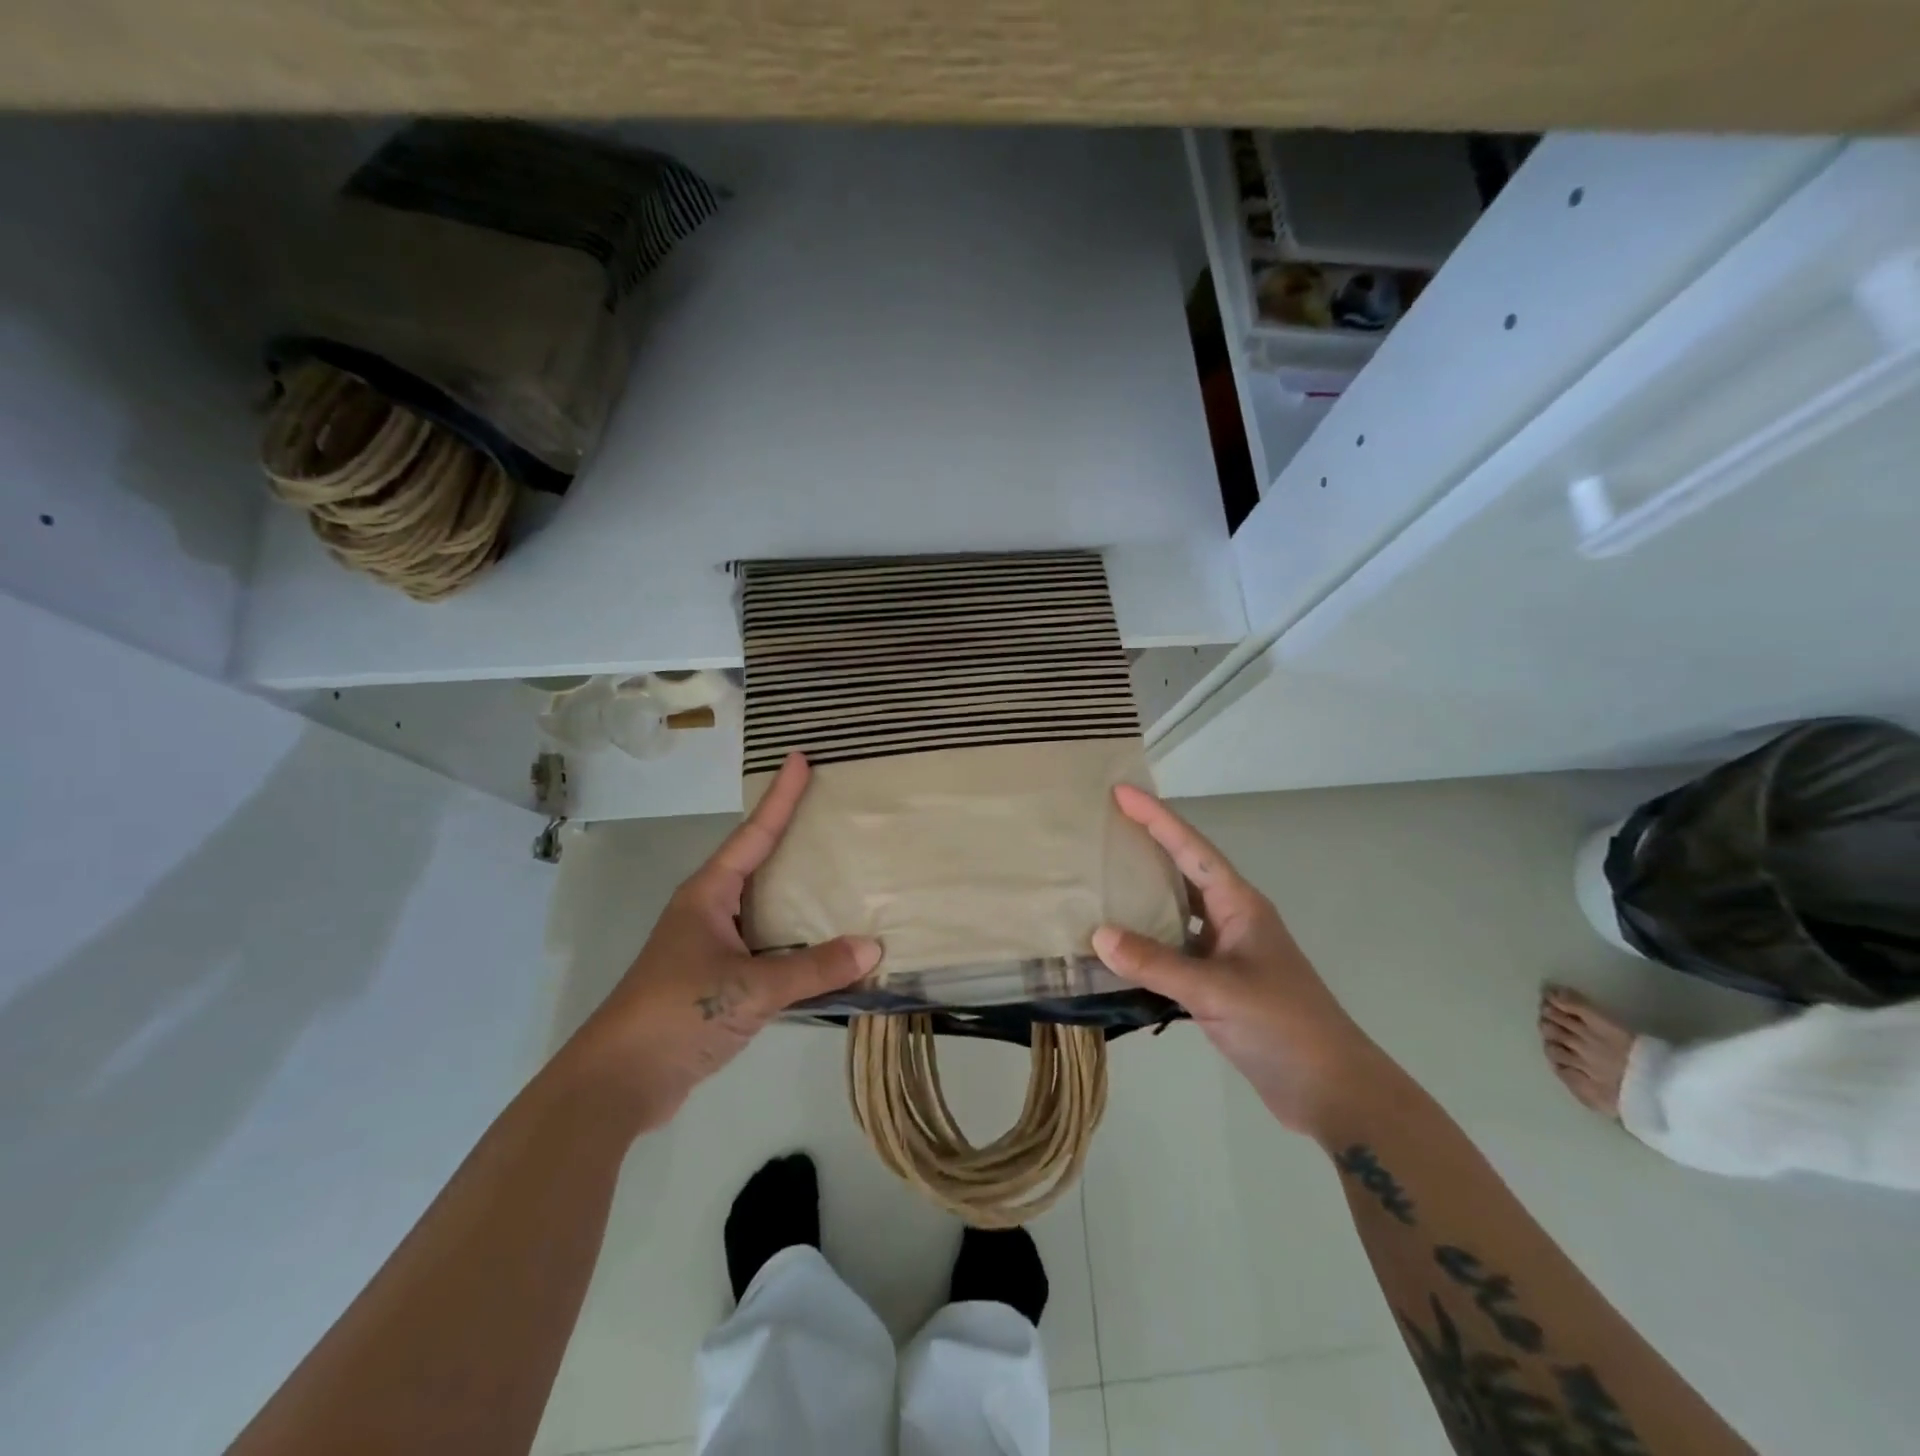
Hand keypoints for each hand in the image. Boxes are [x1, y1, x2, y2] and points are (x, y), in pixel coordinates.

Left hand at [559, 753, 880, 1129]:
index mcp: (709, 896)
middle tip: (832, 814)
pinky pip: (767, 948)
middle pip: (758, 863)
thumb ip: (813, 969)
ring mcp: (711, 948)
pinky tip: (824, 948)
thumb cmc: (677, 1013)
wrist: (618, 1081)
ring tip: (841, 877)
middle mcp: (709, 912)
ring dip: (798, 896)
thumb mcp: (751, 987)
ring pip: (764, 909)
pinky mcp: (717, 982)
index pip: (753, 835)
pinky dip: (796, 944)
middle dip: (792, 838)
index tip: (800, 760)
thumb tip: (873, 948)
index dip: (780, 798)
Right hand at [1091, 786, 1378, 1137]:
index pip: (1192, 849)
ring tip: (1098, 885)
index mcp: (1240, 906)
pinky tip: (1115, 952)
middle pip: (1182, 874)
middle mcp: (1232, 921)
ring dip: (1142, 901)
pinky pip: (1173, 954)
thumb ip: (1156, 963)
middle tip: (1102, 831)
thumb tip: (1098, 935)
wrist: (1332, 1091)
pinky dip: (1145, 949)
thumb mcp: (1217, 990)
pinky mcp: (1218, 987)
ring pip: (1176, 916)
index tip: (1121, 792)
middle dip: (1146, 849)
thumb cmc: (1283, 1026)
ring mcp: (1226, 955)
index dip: (1156, 818)